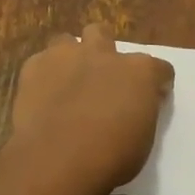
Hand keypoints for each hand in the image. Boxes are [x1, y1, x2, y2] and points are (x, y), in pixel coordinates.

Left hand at [8, 26, 174, 194]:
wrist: (57, 160)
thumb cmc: (110, 158)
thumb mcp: (143, 141)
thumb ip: (141, 113)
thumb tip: (136, 106)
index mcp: (139, 72)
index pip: (159, 68)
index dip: (157, 83)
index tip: (153, 98)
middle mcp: (104, 54)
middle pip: (103, 35)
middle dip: (102, 52)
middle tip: (100, 79)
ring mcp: (66, 56)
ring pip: (66, 41)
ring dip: (69, 58)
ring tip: (66, 83)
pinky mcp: (34, 66)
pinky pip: (40, 62)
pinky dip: (43, 76)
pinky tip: (42, 97)